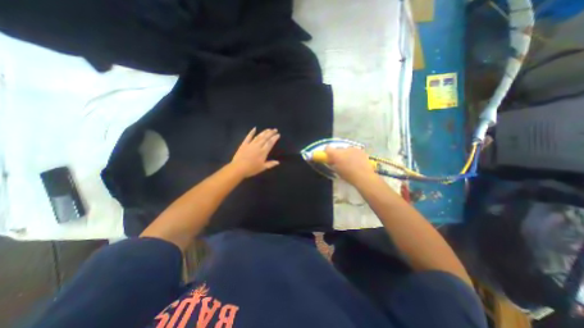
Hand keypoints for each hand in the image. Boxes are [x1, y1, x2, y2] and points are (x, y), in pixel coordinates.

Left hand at [231, 127, 279, 177]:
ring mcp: (250, 144)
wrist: (238, 168)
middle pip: (265, 138)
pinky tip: (254, 128)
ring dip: (264, 132)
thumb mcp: (262, 168)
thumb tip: (278, 162)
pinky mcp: (244, 144)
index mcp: (263, 152)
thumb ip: (271, 164)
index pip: (270, 143)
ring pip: (259, 136)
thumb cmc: (251, 169)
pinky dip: (251, 132)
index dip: (274, 138)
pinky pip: (248, 137)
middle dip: (271, 133)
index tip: (278, 134)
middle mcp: (258, 146)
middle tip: (275, 129)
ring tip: (268, 129)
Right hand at [323, 146, 373, 183]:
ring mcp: (353, 148)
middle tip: (340, 161)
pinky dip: (354, 155)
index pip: (327, 148)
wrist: (364, 176)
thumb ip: (332, 163)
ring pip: (347, 150)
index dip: (327, 152)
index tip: (329, 157)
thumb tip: (331, 161)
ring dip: (346, 154)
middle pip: (338, 149)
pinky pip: (354, 151)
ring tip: (350, 162)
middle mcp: (344, 149)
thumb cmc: (348, 175)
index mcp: (336, 154)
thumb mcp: (336, 171)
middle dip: (338, 154)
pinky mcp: (361, 150)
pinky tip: (357, 162)